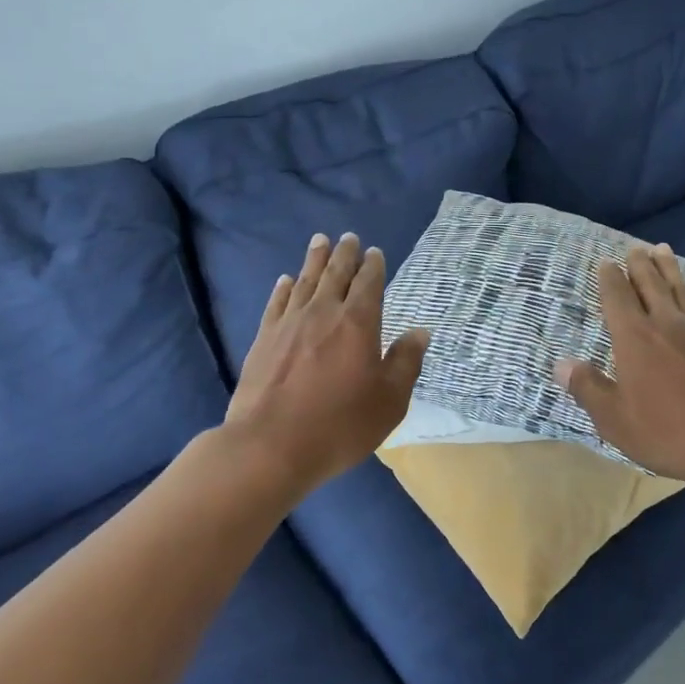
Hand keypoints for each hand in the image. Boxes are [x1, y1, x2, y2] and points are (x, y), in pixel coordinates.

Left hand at [226, 232, 428, 490]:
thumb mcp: (389, 401)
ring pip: (305, 281)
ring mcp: (289, 323)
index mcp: (358, 323)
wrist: (270, 446)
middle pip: (336, 273)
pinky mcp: (264, 339)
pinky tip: (286, 280)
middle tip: (348, 238)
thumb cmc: (340, 425)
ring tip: (320, 241)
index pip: (369, 283)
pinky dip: (284, 288)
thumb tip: (420, 331)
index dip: (373, 266)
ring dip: (315, 259)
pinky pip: (277, 303)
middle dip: (345, 254)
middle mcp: (323, 313)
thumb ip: (406, 362)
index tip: (375, 253)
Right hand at [554, 244, 684, 494]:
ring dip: (671, 270)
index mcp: (634, 337)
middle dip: (640, 265)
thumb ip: (587, 388)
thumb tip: (561, 364)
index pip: (617, 297)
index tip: (606, 262)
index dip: (610, 278)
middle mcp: (666, 324)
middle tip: (635, 247)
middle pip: (651, 285)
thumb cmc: (669, 431)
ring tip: (664, 251)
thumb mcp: (615, 419)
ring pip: (682, 291)